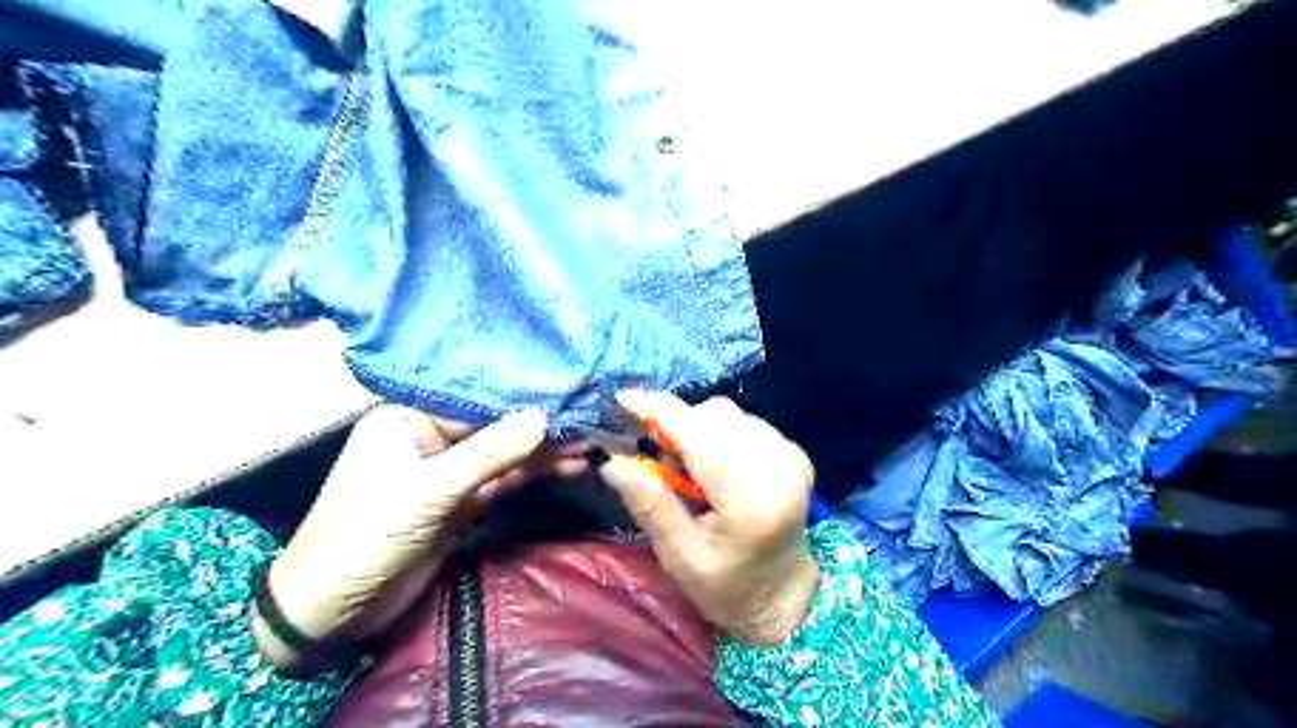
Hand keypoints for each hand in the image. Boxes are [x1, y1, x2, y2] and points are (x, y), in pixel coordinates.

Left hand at [256, 407, 584, 668]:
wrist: (331, 612)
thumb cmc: (366, 536)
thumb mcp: (429, 491)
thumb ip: (490, 453)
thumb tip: (544, 417)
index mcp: (407, 417)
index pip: (475, 399)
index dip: (522, 397)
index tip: (569, 392)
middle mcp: (429, 436)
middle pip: (494, 425)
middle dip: (540, 426)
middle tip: (590, 418)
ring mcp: (446, 470)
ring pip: (503, 453)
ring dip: (544, 451)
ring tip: (590, 442)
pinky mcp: (460, 501)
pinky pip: (503, 479)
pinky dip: (533, 473)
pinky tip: (569, 465)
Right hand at [600, 396, 819, 643]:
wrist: (784, 596)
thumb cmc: (728, 588)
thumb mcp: (680, 556)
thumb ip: (650, 504)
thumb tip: (612, 460)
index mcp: (750, 501)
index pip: (701, 438)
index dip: (660, 412)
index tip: (624, 400)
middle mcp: (777, 468)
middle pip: (715, 416)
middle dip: (677, 423)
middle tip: (656, 456)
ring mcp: (791, 457)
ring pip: (729, 414)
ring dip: (697, 428)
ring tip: (687, 467)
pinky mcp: (794, 453)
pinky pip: (745, 422)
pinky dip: (720, 433)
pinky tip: (714, 464)